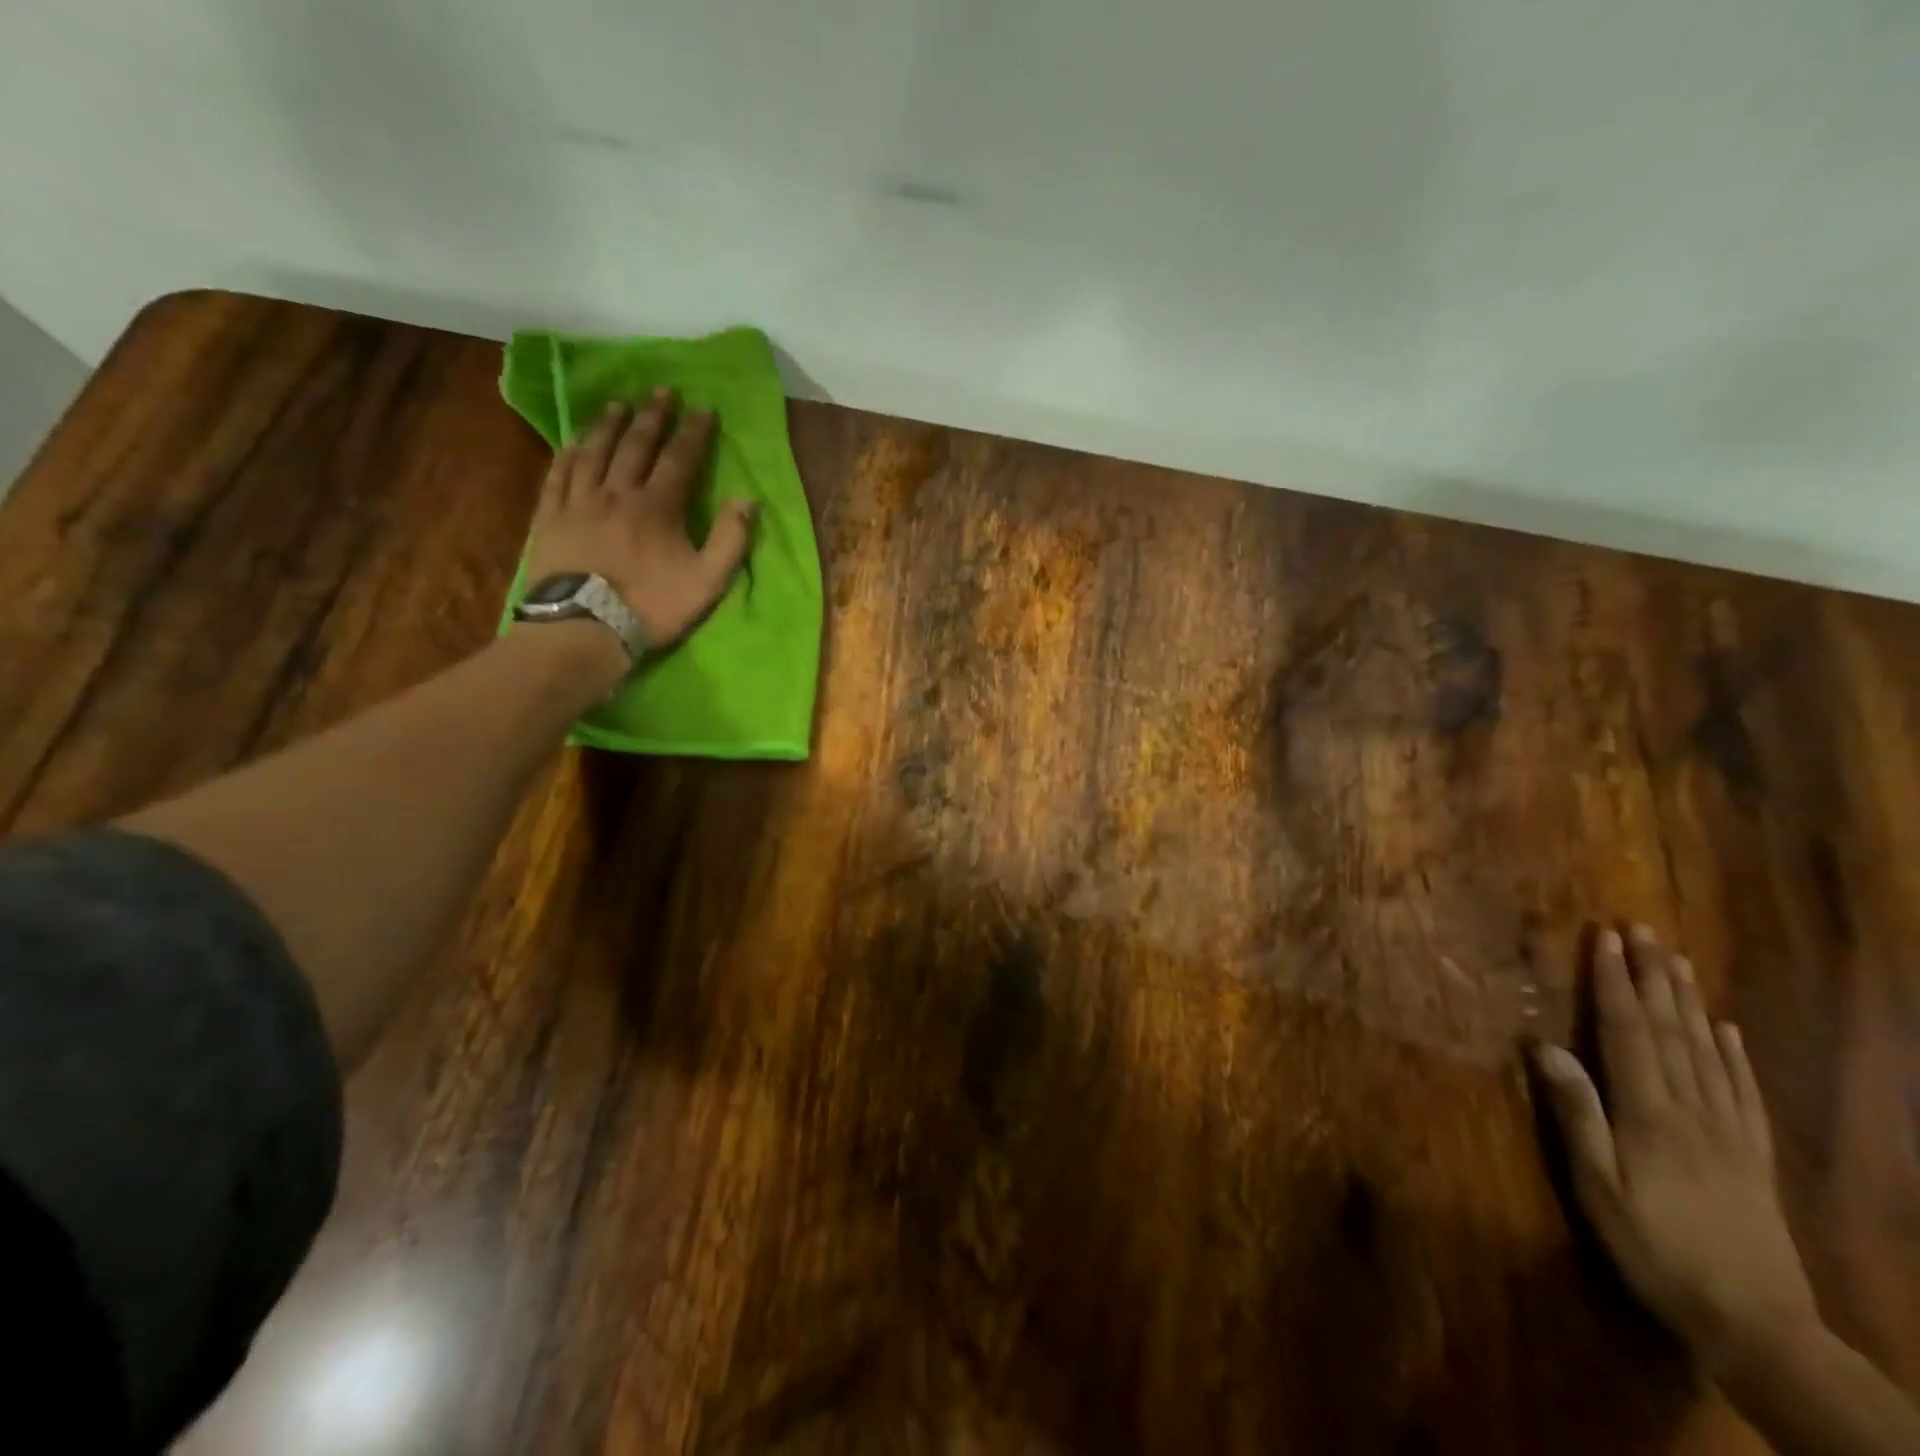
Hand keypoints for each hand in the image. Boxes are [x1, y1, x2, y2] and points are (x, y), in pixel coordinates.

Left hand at [523, 389, 755, 650]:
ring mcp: (579, 501)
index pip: (679, 458)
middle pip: (635, 445)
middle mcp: (617, 492)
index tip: (703, 409)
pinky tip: (573, 442)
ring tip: (618, 405)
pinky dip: (568, 453)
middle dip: (652, 416)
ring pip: (594, 451)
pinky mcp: (551, 516)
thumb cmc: (652, 606)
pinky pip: (559, 474)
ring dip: (609, 425)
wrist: (586, 627)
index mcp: (657, 506)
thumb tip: (746, 500)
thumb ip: (730, 540)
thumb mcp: (707, 581)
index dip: (693, 432)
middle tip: (661, 391)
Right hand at [1531, 926, 1820, 1372]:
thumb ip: (1576, 1113)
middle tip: (1643, 931)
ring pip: (1708, 1052)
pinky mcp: (1754, 1156)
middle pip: (1670, 1031)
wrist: (1757, 1325)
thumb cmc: (1655, 1248)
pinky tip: (1727, 1029)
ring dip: (1689, 1002)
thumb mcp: (1598, 1186)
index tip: (1604, 938)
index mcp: (1650, 1114)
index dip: (1614, 982)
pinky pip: (1744, 1092)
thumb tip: (1543, 1046)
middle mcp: (1693, 1110)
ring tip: (1679, 962)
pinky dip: (1734, 1054)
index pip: (1627, 1032)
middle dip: (1653, 977)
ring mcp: (1730, 1132)